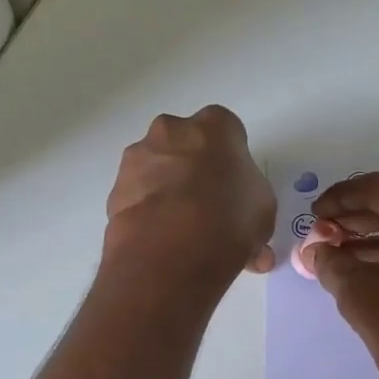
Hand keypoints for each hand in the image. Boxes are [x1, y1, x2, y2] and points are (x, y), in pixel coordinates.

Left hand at [103, 106, 275, 283]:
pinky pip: (139, 196)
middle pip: (185, 144)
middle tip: (208, 205)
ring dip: (168, 191)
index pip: (226, 130)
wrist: (171, 251)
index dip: (231, 158)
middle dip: (194, 168)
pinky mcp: (116, 189)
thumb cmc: (229, 218)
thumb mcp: (263, 210)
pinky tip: (162, 241)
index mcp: (213, 126)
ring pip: (158, 169)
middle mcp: (171, 130)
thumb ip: (251, 203)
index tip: (234, 184)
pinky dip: (149, 212)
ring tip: (183, 232)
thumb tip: (244, 223)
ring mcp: (138, 158)